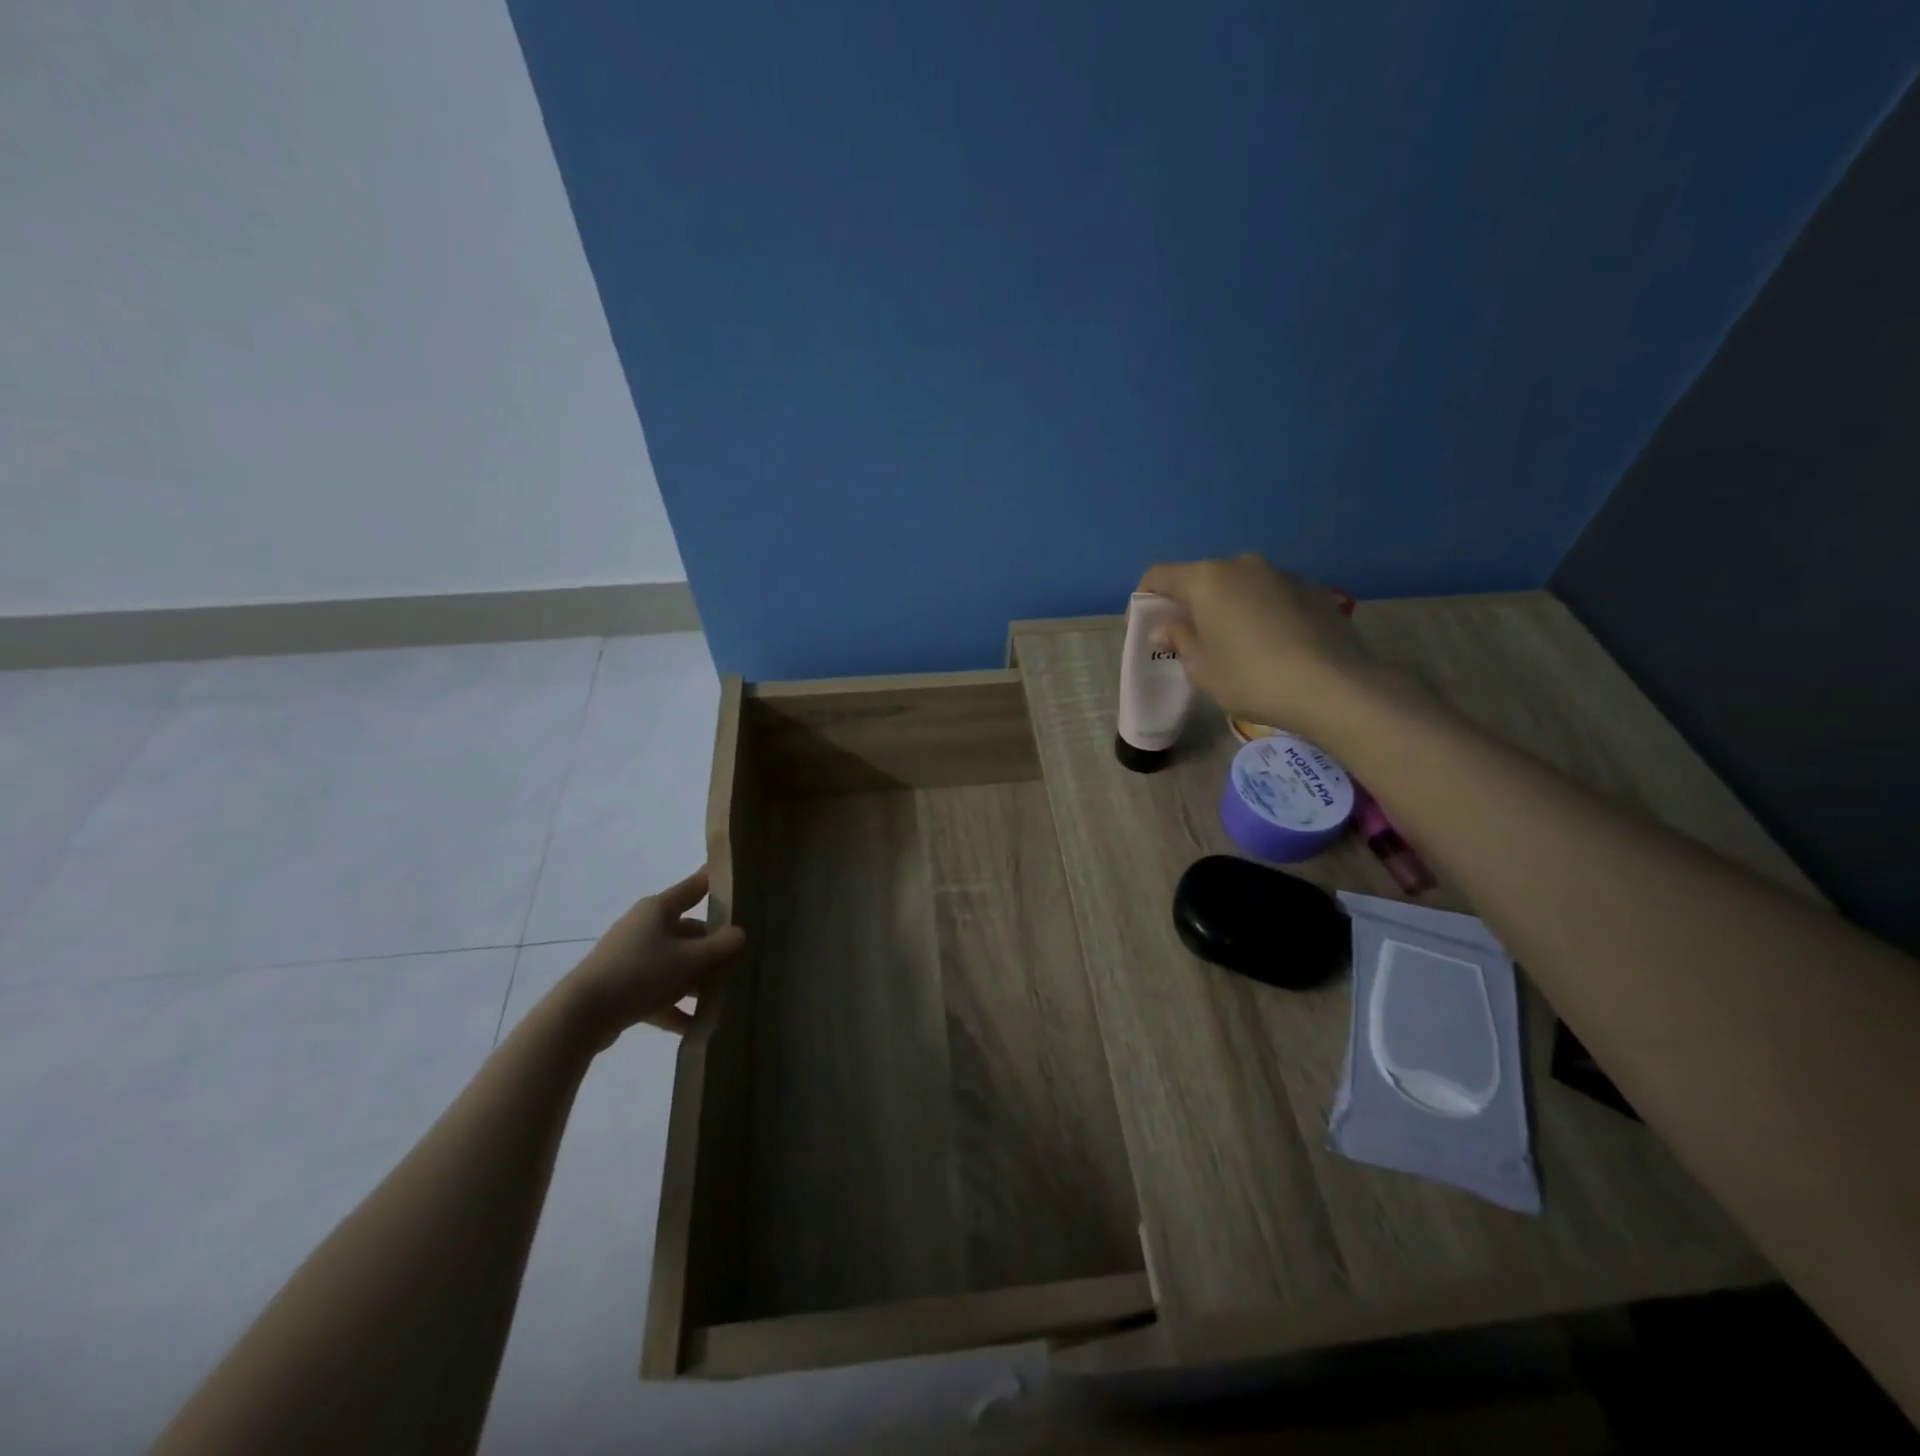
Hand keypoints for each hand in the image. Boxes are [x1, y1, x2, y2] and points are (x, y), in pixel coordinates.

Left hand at [561, 868, 745, 1045]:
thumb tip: (741, 933)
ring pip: (675, 962)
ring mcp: (631, 956)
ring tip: (723, 995)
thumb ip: (721, 946)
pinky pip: (658, 991)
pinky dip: (675, 1005)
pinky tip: (696, 1025)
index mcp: (658, 909)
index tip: (740, 882)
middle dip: (714, 946)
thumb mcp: (690, 960)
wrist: (582, 1015)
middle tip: (741, 958)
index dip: (717, 882)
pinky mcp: (622, 986)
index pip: (695, 886)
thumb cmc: (641, 973)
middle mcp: (644, 926)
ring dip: (697, 978)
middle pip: (688, 930)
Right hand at [1139, 554, 1379, 733]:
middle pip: (1202, 579)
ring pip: (1239, 586)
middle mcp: (1242, 565)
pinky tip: (1270, 646)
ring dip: (1226, 608)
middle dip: (1188, 605)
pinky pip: (1270, 596)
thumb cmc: (1250, 677)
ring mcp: (1282, 573)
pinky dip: (1259, 613)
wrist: (1333, 686)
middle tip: (1188, 640)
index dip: (1144, 600)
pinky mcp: (1312, 589)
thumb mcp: (1201, 667)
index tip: (1143, 629)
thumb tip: (1168, 627)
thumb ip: (1179, 639)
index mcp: (1207, 579)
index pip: (1159, 576)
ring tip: (1232, 645)